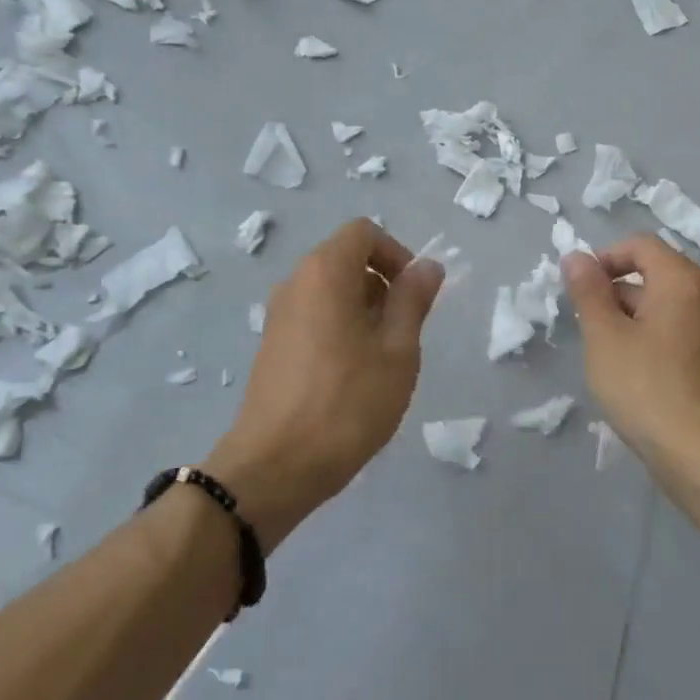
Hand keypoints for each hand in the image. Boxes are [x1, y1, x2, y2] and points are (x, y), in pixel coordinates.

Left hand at [207, 218, 443, 549]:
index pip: (364, 232)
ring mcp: (278, 314)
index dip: (396, 254)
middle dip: (382, 286)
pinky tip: (352, 376)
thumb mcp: (398, 351)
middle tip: (403, 334)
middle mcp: (295, 282)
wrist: (274, 466)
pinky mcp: (272, 345)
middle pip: (346, 259)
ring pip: (331, 291)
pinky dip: (339, 328)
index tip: (413, 296)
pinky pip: (314, 316)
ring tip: (381, 360)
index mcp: (325, 272)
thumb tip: (428, 266)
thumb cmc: (347, 403)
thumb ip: (413, 300)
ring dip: (363, 311)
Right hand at [562, 237, 699, 488]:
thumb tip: (575, 256)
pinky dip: (642, 336)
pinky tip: (624, 370)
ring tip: (601, 351)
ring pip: (656, 303)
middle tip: (585, 323)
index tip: (579, 289)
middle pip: (649, 271)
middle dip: (611, 289)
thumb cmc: (646, 387)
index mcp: (680, 280)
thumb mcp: (604, 335)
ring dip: (623, 316)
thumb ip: (588, 291)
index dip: (604, 258)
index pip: (639, 244)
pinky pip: (667, 328)